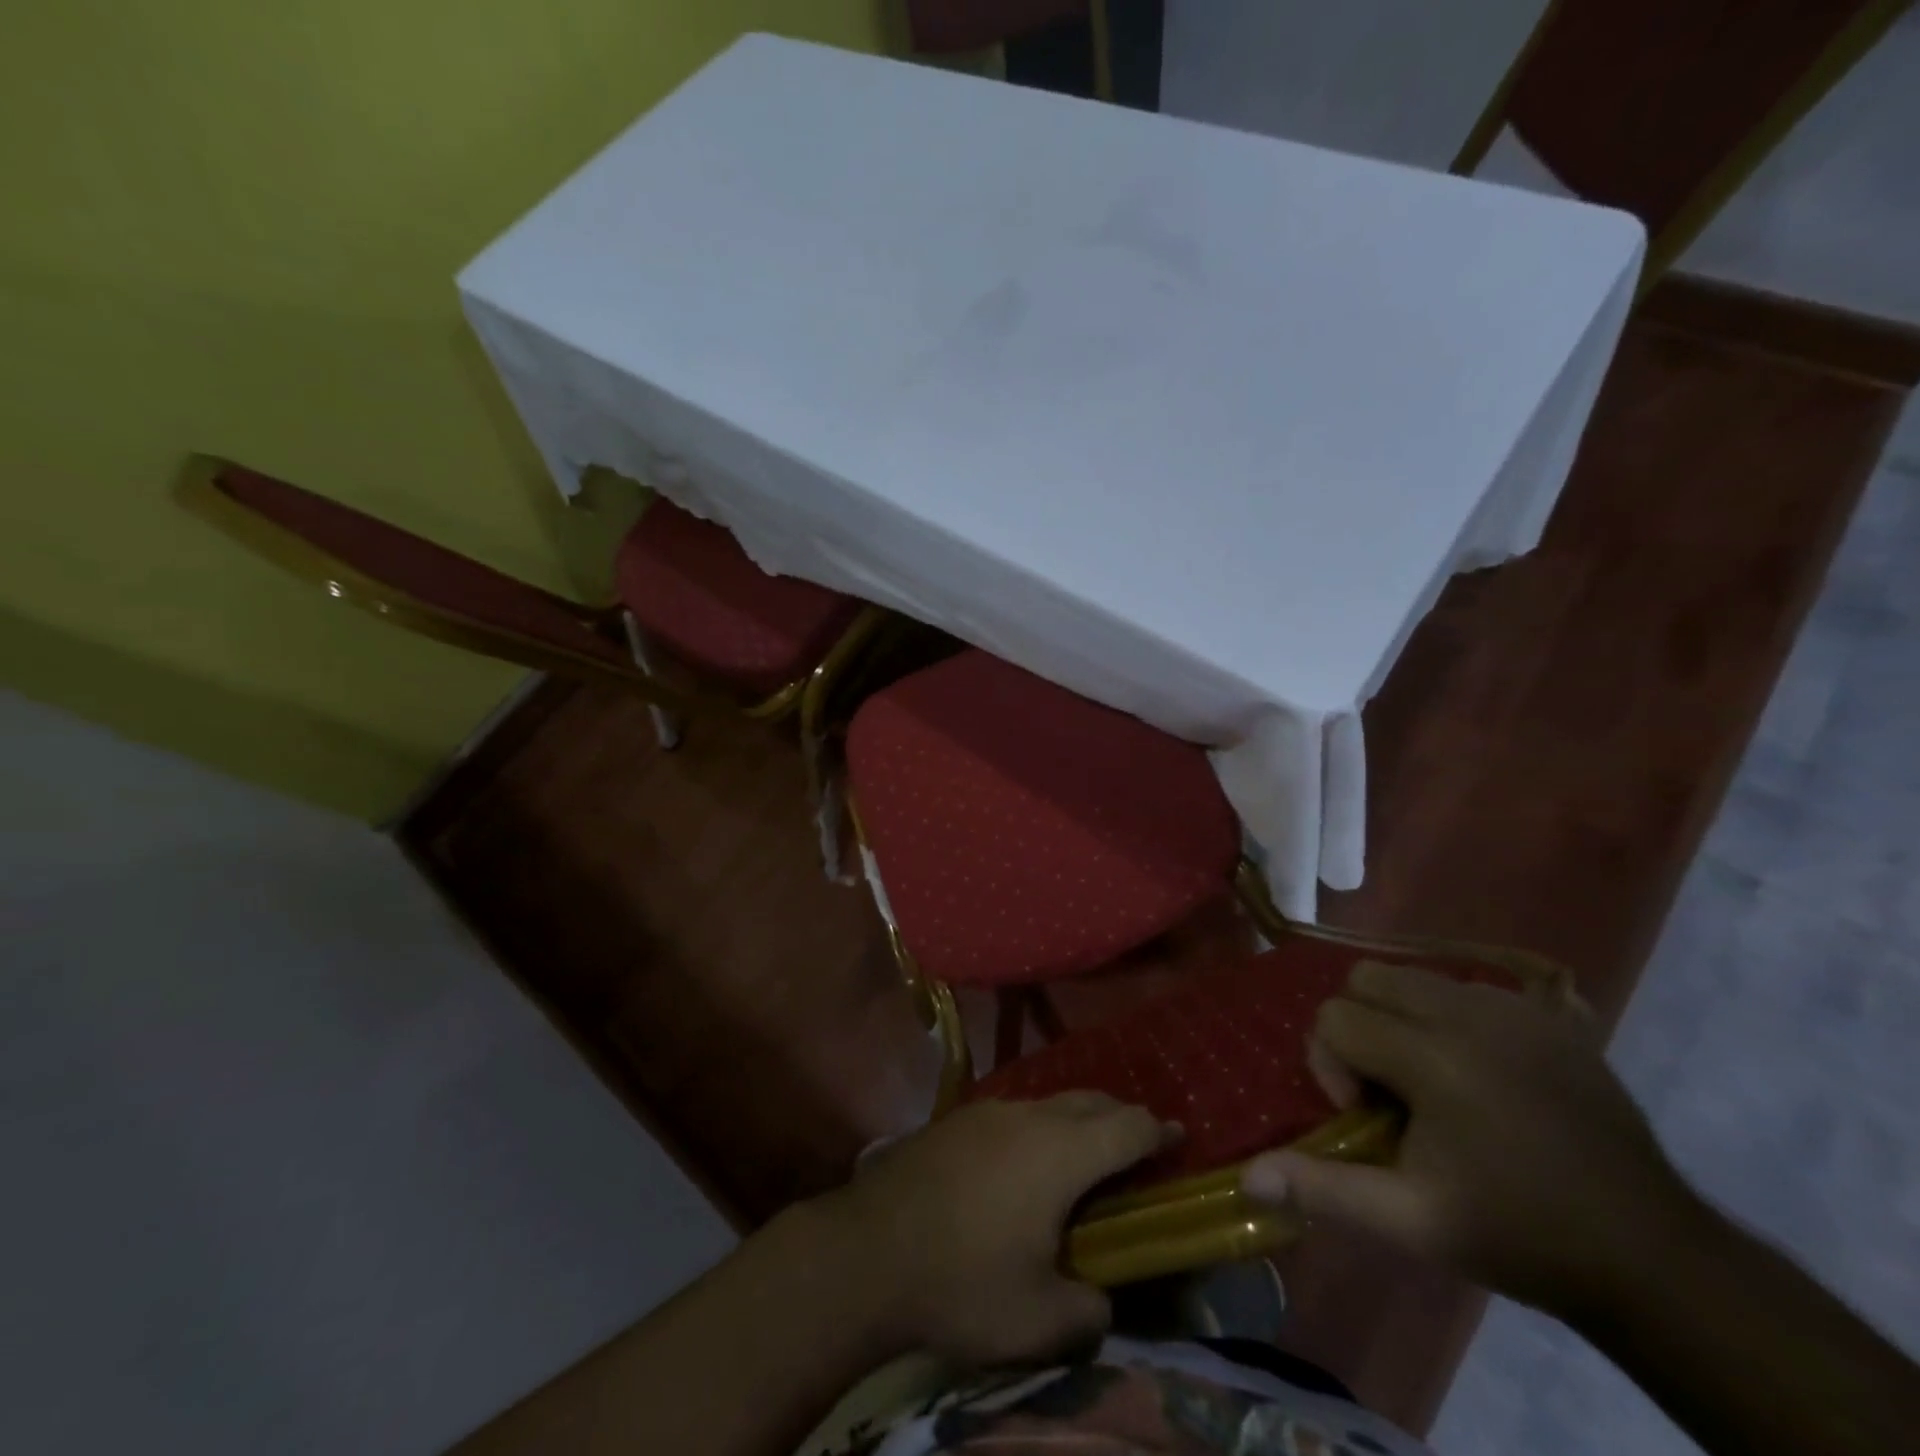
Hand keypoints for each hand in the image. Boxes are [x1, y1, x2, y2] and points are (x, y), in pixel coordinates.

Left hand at [817, 1094, 1178, 1366]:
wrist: (868, 1250)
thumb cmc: (962, 1281)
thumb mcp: (1040, 1321)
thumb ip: (1089, 1309)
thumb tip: (1098, 1296)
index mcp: (1061, 1152)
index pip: (1128, 1126)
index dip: (1159, 1132)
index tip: (1178, 1139)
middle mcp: (1029, 1116)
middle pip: (1092, 1101)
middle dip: (1121, 1119)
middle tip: (1137, 1151)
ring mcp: (989, 1111)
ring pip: (1051, 1103)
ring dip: (1078, 1122)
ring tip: (1083, 1159)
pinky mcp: (957, 1119)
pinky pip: (1016, 1113)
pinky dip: (1040, 1128)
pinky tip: (1025, 1164)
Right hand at [1241, 959, 1698, 1315]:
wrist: (1652, 1257)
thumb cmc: (1518, 1235)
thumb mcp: (1412, 1222)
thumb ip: (1325, 1188)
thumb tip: (1248, 1175)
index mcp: (1433, 1056)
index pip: (1335, 1015)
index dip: (1331, 1065)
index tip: (1367, 1118)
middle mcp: (1469, 1013)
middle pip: (1367, 978)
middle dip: (1360, 1027)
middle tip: (1392, 1090)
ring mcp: (1516, 1009)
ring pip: (1415, 976)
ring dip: (1402, 1019)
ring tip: (1433, 1082)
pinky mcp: (1551, 1016)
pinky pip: (1467, 989)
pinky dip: (1451, 1019)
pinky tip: (1480, 1074)